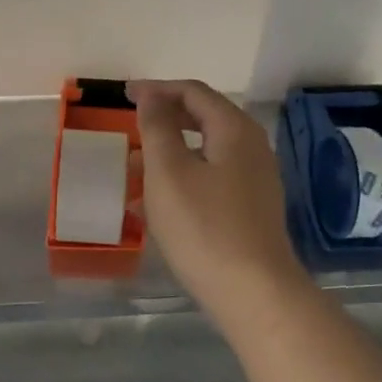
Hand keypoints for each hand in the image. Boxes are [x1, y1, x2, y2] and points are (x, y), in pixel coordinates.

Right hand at [130, 79, 307, 319]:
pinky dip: (182, 181)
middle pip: (204, 120)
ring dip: (169, 154)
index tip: (125, 95)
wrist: (253, 292)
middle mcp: (252, 148)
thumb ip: (158, 128)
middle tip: (130, 127)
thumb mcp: (168, 172)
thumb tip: (152, 95)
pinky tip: (156, 206)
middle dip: (164, 121)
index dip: (157, 89)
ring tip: (133, 170)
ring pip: (205, 153)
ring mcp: (255, 180)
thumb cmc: (204, 227)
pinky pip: (211, 180)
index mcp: (234, 130)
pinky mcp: (251, 209)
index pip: (194, 92)